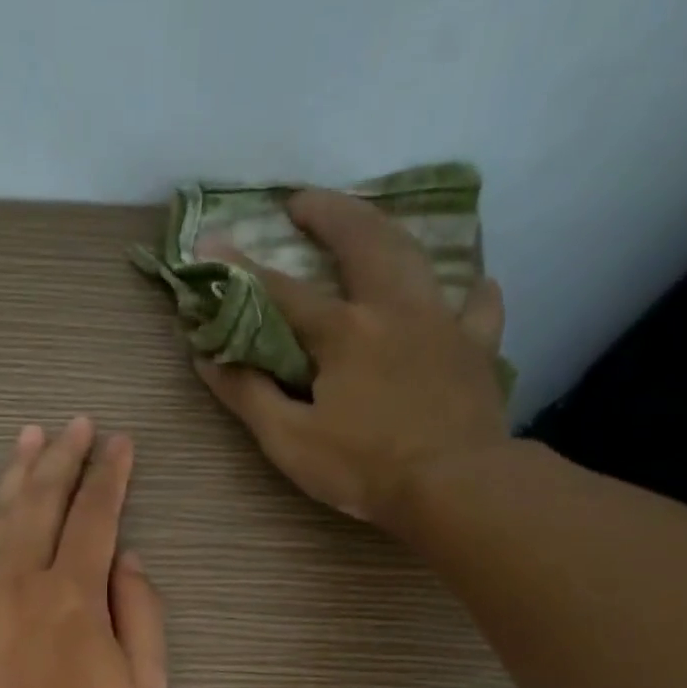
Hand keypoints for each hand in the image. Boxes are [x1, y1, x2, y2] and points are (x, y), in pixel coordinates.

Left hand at [0, 417, 168, 687]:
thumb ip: (141, 613)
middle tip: (76, 424)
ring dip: (15, 476)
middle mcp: (23, 580)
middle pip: (45, 503)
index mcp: (77, 593)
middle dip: (65, 458)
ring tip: (29, 439)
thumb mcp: (145, 687)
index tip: (119, 444)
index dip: (111, 475)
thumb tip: (126, 560)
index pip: (98, 515)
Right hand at [193, 188, 509, 536]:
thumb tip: (208, 357)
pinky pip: (478, 308)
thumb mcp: (290, 441)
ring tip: (369, 227)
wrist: (454, 486)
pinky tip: (470, 288)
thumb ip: (248, 395)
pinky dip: (470, 294)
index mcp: (343, 332)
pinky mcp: (476, 349)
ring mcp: (441, 323)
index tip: (208, 240)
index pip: (280, 292)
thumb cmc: (364, 468)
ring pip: (416, 259)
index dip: (239, 268)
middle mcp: (393, 310)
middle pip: (361, 242)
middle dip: (328, 214)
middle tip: (303, 201)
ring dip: (387, 233)